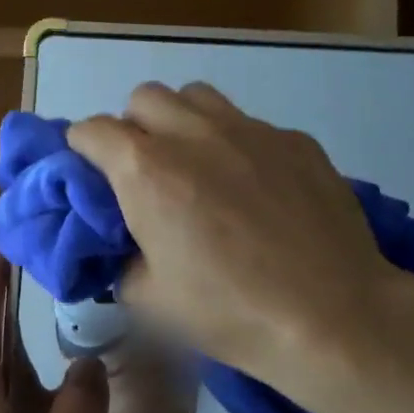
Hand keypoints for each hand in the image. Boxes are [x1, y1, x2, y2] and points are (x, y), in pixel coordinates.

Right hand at [69, 83, 406, 400]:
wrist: (332, 316)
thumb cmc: (229, 312)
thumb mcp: (148, 299)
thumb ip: (119, 259)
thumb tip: (122, 243)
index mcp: (145, 169)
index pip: (90, 130)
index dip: (81, 151)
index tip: (91, 177)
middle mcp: (192, 133)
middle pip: (142, 98)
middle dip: (132, 127)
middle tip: (146, 172)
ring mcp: (249, 129)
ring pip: (196, 97)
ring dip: (181, 121)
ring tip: (197, 165)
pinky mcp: (294, 139)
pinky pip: (248, 124)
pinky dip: (235, 144)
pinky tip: (256, 187)